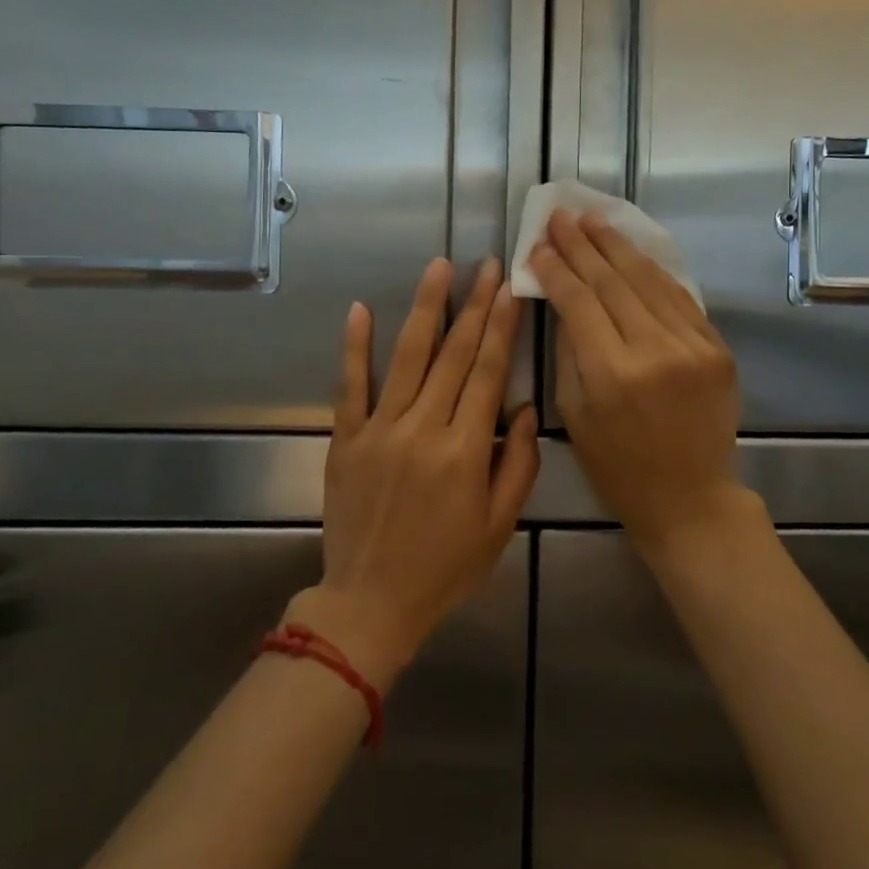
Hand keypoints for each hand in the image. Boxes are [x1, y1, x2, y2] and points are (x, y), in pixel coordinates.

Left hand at [288, 258, 539, 688]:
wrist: (371, 602)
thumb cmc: (445, 567)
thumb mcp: (500, 525)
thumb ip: (518, 464)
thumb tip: (523, 409)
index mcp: (464, 450)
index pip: (486, 373)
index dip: (499, 327)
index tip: (508, 289)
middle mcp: (422, 429)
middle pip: (452, 355)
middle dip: (473, 305)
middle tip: (485, 265)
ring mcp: (379, 430)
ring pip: (406, 357)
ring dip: (424, 309)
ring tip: (438, 267)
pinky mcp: (345, 439)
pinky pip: (350, 386)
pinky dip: (355, 347)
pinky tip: (360, 309)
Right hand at [530, 212, 757, 557]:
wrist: (690, 497)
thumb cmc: (618, 466)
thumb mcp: (574, 414)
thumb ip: (568, 350)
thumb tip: (562, 298)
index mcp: (612, 374)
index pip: (578, 302)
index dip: (555, 269)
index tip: (537, 244)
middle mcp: (656, 351)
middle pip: (613, 281)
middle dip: (582, 246)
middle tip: (561, 217)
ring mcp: (694, 346)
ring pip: (649, 280)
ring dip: (618, 247)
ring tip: (593, 221)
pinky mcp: (718, 348)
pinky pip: (680, 298)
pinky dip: (653, 272)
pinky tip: (632, 252)